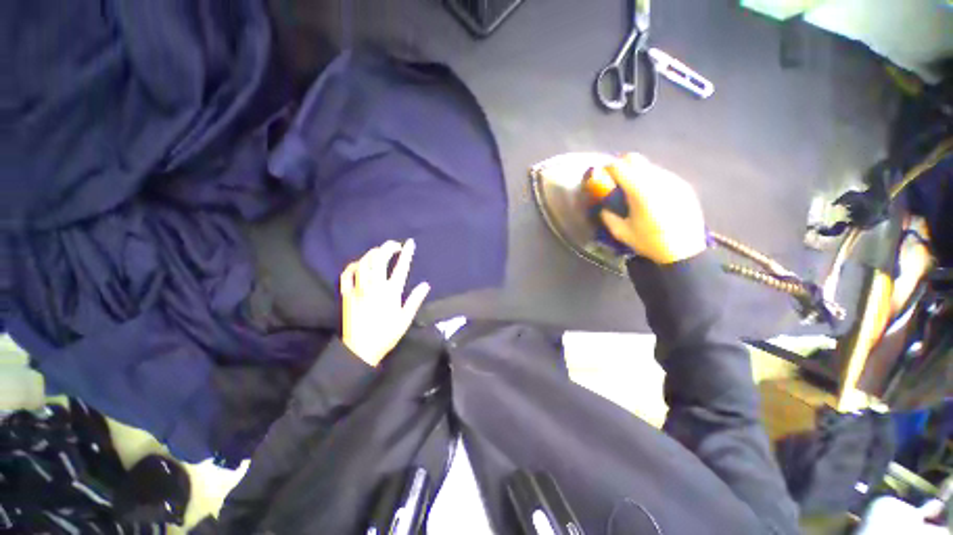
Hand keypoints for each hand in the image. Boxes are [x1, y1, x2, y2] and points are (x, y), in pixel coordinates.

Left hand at [340, 239, 430, 366]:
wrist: (360, 349)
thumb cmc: (386, 334)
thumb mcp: (405, 318)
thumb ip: (415, 300)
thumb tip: (425, 285)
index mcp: (391, 292)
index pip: (401, 267)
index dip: (406, 253)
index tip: (410, 243)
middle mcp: (374, 286)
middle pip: (379, 259)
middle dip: (387, 247)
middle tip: (394, 245)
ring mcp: (359, 289)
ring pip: (363, 263)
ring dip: (372, 253)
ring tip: (379, 253)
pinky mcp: (347, 294)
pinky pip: (346, 275)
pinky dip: (352, 266)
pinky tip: (358, 264)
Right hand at [598, 154, 707, 263]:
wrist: (684, 250)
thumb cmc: (649, 242)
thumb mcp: (621, 232)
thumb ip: (608, 216)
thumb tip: (603, 207)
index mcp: (640, 191)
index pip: (619, 167)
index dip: (607, 169)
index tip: (602, 176)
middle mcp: (657, 180)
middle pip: (635, 158)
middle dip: (621, 165)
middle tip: (615, 179)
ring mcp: (673, 180)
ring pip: (649, 166)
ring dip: (637, 172)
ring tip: (634, 190)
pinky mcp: (683, 185)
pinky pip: (662, 175)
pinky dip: (651, 179)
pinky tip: (651, 196)